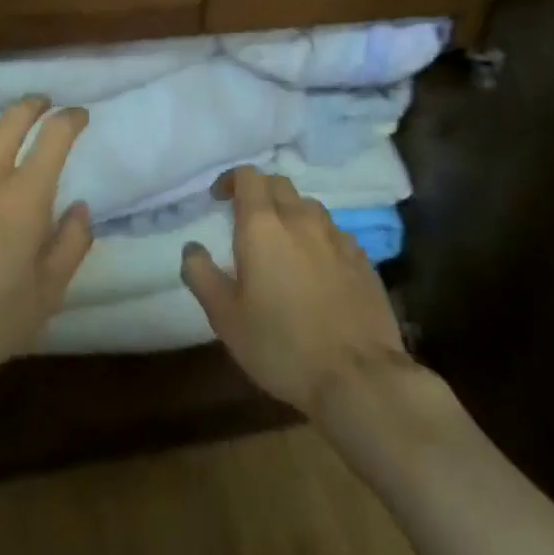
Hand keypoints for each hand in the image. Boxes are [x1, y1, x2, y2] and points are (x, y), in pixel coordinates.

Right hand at [181, 167, 409, 417]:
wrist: (358, 378)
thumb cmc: (281, 345)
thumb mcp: (225, 317)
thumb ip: (201, 275)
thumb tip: (191, 248)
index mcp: (262, 225)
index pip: (247, 176)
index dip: (231, 180)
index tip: (219, 199)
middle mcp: (300, 218)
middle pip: (278, 183)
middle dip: (259, 192)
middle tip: (247, 220)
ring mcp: (336, 236)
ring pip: (309, 206)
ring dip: (290, 213)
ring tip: (283, 243)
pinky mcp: (362, 259)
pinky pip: (334, 233)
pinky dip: (318, 238)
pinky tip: (317, 267)